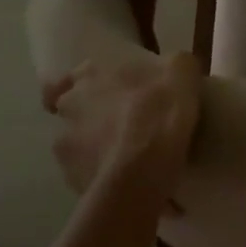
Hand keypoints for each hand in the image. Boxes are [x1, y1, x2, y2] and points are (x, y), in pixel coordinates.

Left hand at [42, 52, 202, 197]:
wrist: (144, 169)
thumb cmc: (160, 109)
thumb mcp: (181, 69)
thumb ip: (172, 64)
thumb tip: (174, 68)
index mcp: (90, 76)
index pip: (64, 79)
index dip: (81, 88)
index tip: (101, 96)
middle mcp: (70, 107)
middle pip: (72, 112)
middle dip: (91, 119)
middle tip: (122, 127)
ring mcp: (66, 146)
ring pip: (79, 146)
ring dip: (98, 149)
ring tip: (128, 160)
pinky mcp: (72, 180)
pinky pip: (88, 175)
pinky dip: (104, 176)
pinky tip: (128, 182)